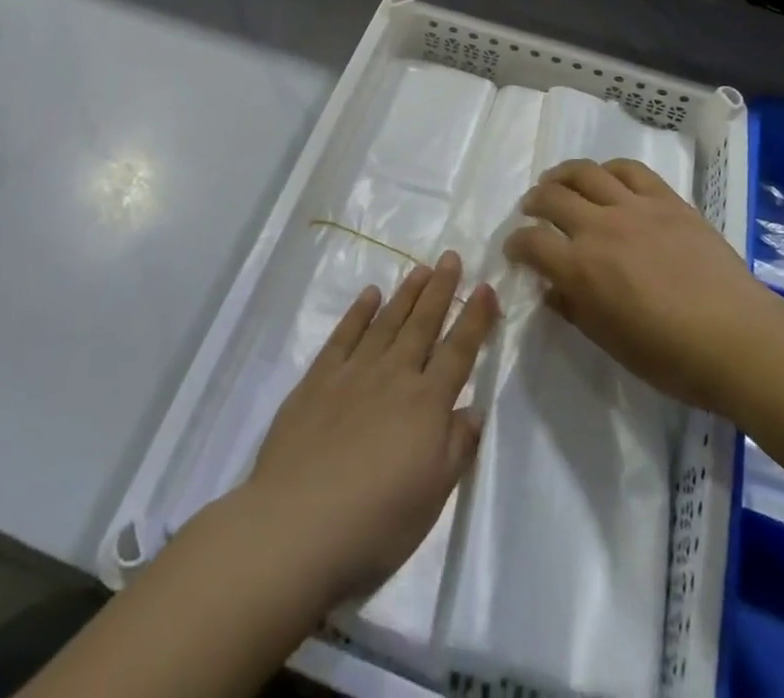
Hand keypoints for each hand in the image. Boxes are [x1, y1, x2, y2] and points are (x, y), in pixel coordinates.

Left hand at [242, 253, 498, 606]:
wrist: (297, 526)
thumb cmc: (376, 523)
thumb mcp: (434, 496)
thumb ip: (457, 447)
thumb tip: (474, 409)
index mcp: (427, 404)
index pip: (458, 351)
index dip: (474, 318)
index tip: (485, 287)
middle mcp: (394, 376)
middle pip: (423, 325)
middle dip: (440, 290)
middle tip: (450, 257)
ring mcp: (353, 373)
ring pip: (387, 322)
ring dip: (406, 294)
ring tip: (419, 269)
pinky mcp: (318, 380)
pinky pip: (344, 335)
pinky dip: (358, 313)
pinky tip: (369, 295)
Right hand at [504, 159, 779, 415]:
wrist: (740, 340)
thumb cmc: (671, 357)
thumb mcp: (610, 343)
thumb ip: (574, 309)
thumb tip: (552, 288)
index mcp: (581, 270)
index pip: (530, 243)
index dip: (515, 244)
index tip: (515, 250)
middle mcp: (600, 228)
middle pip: (551, 197)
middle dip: (533, 203)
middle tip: (532, 211)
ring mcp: (634, 207)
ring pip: (585, 172)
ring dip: (562, 175)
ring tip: (558, 182)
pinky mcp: (666, 199)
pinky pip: (630, 170)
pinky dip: (609, 169)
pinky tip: (605, 178)